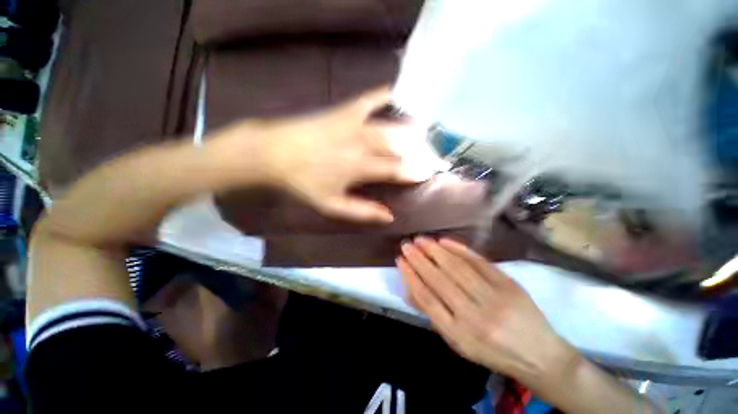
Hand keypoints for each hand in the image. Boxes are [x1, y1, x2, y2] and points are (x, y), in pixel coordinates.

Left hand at [224, 87, 430, 222]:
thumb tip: (389, 217)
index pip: (397, 169)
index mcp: (361, 168)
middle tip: (431, 155)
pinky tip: (398, 94)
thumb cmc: (303, 182)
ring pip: (392, 127)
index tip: (428, 173)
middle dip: (418, 152)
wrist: (273, 153)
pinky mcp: (345, 110)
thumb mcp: (332, 205)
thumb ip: (362, 211)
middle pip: (399, 147)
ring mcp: (355, 124)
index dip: (415, 171)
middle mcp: (364, 144)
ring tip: (425, 134)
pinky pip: (371, 99)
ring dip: (411, 132)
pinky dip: (386, 95)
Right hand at [397, 237, 578, 383]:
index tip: (400, 260)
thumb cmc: (492, 351)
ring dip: (435, 251)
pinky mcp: (509, 284)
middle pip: (440, 280)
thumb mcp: (458, 342)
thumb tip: (409, 289)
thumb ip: (433, 314)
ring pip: (457, 268)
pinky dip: (459, 249)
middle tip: (406, 244)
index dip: (411, 276)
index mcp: (459, 334)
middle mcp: (475, 316)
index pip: (427, 299)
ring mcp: (494, 298)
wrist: (540, 356)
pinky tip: (444, 241)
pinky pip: (479, 262)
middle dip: (419, 259)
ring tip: (421, 240)